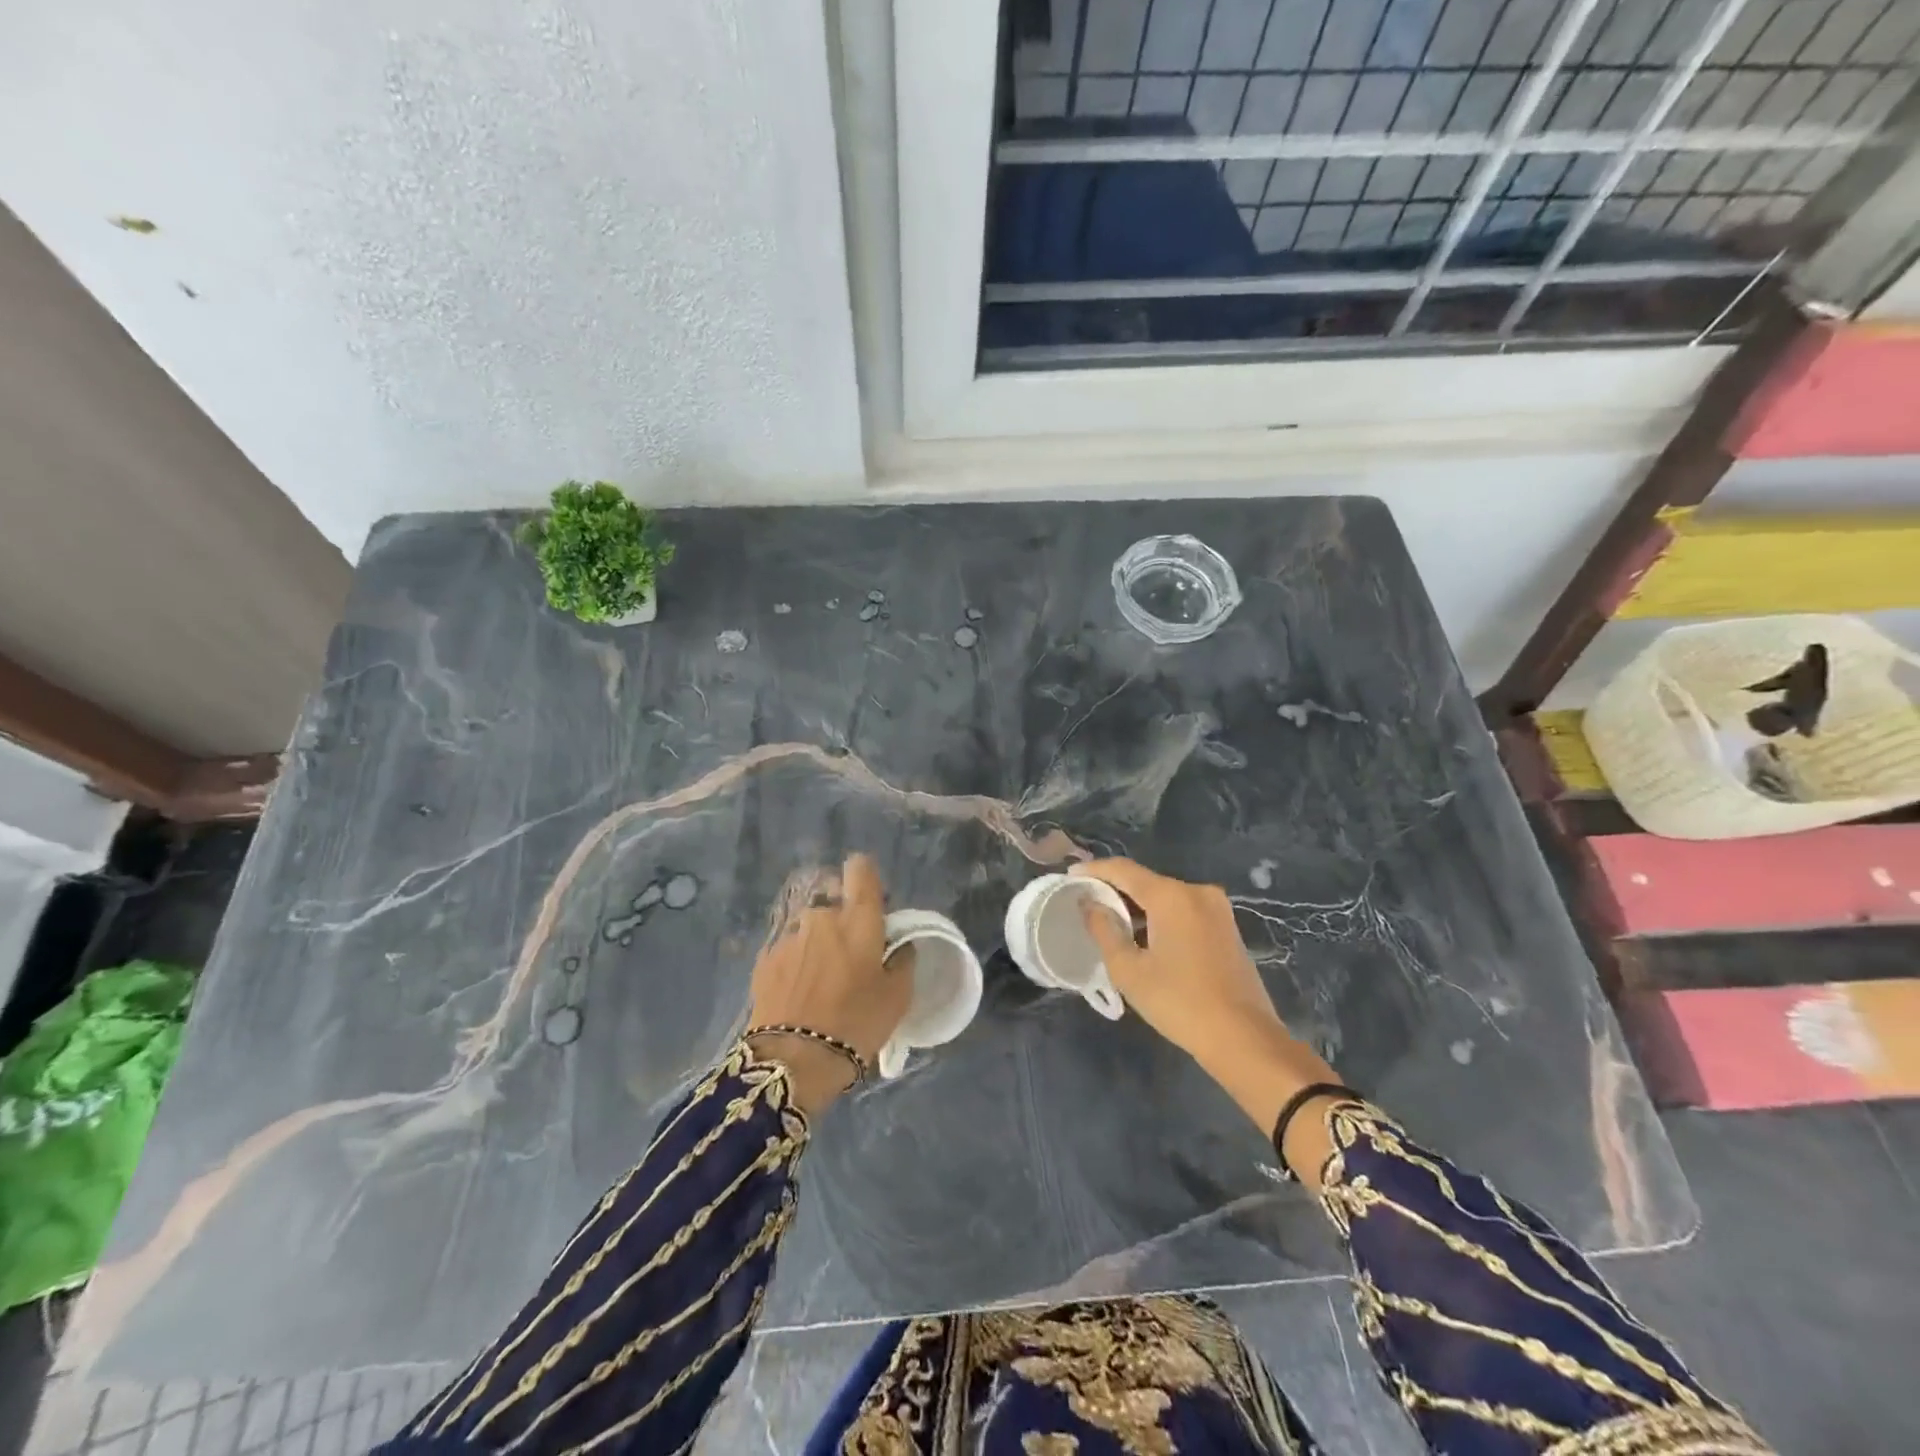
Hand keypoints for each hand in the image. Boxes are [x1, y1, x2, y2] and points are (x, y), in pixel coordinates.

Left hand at [746, 854, 910, 1114]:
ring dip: (818, 944)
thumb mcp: (898, 997)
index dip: (866, 879)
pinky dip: (796, 964)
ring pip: (810, 929)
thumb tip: (898, 944)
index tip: (872, 904)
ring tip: (821, 983)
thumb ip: (902, 960)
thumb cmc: (856, 1025)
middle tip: (851, 959)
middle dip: (843, 923)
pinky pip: (789, 951)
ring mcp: (788, 936)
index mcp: (858, 920)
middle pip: (835, 904)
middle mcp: (821, 917)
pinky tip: (798, 995)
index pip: (860, 868)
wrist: (792, 1062)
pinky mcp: (764, 959)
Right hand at [1073, 858, 1343, 1183]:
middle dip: (1115, 890)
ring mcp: (1217, 909)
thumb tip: (1088, 904)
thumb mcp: (1129, 970)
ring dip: (1138, 906)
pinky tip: (1144, 937)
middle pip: (1146, 881)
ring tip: (1110, 922)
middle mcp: (1196, 892)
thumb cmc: (1179, 1002)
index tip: (1069, 877)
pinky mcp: (1227, 928)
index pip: (1123, 870)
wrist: (1244, 1038)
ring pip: (1166, 897)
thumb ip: (1104, 929)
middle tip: (1086, 903)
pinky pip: (1184, 911)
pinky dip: (1160, 917)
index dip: (1093, 871)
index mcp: (1171, 896)